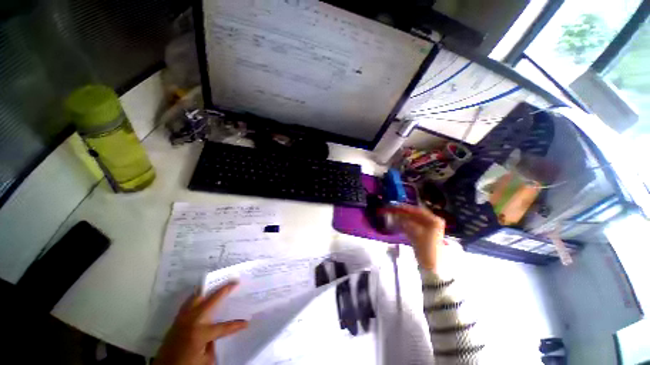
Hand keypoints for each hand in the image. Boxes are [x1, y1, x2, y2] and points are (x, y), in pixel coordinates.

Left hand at [154, 283, 247, 364]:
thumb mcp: (205, 360)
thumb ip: (213, 344)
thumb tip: (216, 333)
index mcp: (201, 333)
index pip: (224, 327)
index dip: (236, 325)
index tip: (246, 323)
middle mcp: (192, 321)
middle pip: (211, 300)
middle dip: (224, 290)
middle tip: (235, 281)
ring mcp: (183, 319)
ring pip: (197, 297)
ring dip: (209, 289)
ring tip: (218, 283)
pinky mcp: (176, 320)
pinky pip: (188, 303)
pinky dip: (197, 296)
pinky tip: (201, 295)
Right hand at [384, 205, 445, 271]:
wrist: (432, 266)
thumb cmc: (426, 248)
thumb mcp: (415, 234)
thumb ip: (405, 222)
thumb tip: (395, 214)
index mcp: (434, 220)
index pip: (418, 210)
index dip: (405, 208)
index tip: (395, 206)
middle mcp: (432, 222)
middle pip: (415, 214)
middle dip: (403, 212)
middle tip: (391, 210)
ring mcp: (428, 229)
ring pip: (413, 220)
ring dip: (402, 217)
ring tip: (392, 215)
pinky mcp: (423, 235)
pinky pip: (413, 225)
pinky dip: (404, 224)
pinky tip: (396, 223)